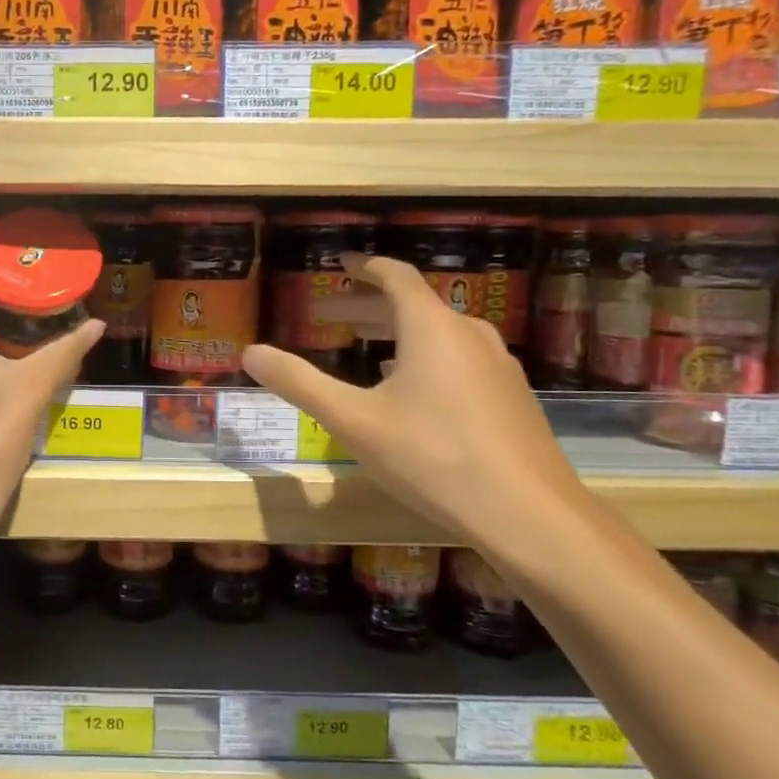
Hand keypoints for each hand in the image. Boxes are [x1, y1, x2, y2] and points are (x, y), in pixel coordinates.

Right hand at [240, 254, 586, 551]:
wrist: (528, 513)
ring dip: (398, 333)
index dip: (363, 267)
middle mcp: (469, 334)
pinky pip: (460, 359)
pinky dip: (426, 358)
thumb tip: (250, 352)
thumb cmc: (432, 456)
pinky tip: (414, 391)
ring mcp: (498, 365)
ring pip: (439, 333)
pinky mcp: (511, 397)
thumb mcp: (353, 420)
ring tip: (367, 350)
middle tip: (330, 317)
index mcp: (431, 327)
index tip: (339, 265)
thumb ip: (299, 382)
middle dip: (368, 307)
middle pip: (414, 304)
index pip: (395, 277)